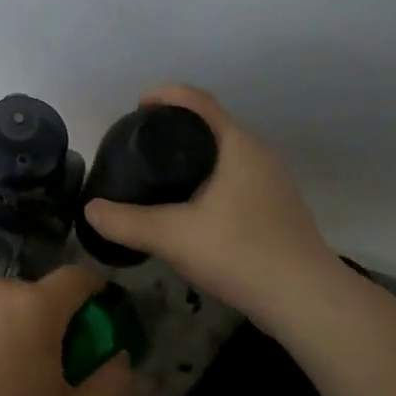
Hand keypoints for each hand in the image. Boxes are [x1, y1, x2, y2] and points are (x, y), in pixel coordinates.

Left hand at [0, 266, 132, 395]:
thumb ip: (115, 384)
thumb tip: (118, 356)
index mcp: (36, 305)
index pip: (78, 277)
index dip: (95, 292)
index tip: (96, 321)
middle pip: (37, 295)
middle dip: (49, 321)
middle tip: (47, 368)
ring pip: (0, 305)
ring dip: (11, 327)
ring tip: (3, 377)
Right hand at [82, 85, 339, 325]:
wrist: (306, 299)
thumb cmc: (240, 253)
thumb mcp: (172, 237)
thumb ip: (126, 222)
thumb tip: (89, 210)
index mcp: (237, 145)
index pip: (198, 102)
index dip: (165, 95)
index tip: (137, 106)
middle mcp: (259, 154)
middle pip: (211, 126)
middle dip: (175, 129)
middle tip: (140, 146)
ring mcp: (273, 181)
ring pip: (225, 155)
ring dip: (193, 157)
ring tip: (160, 176)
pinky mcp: (278, 207)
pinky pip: (235, 178)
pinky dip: (209, 180)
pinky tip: (191, 209)